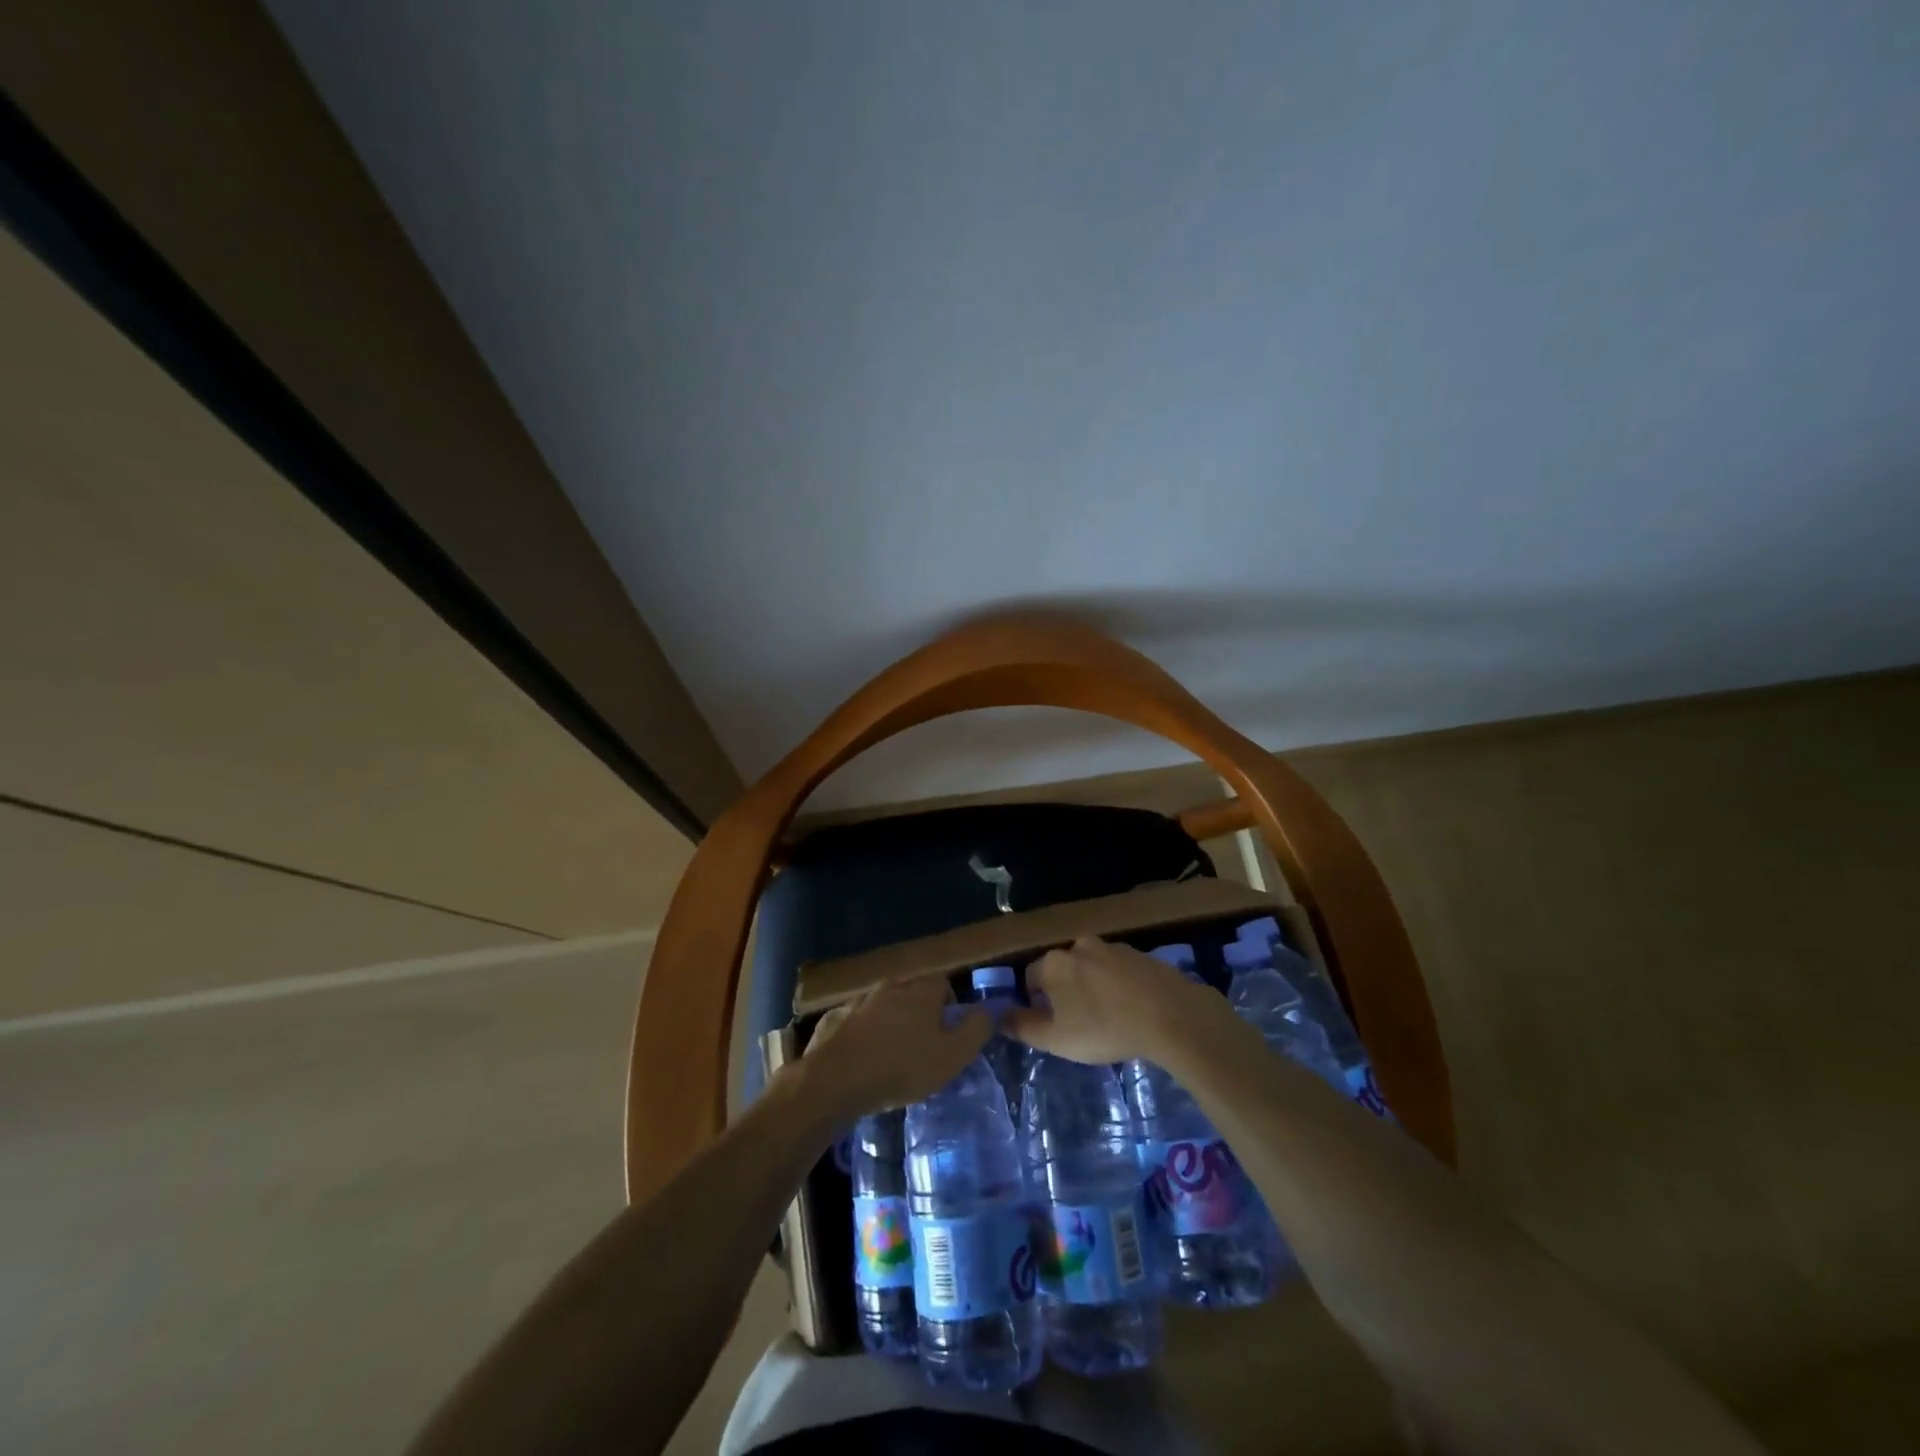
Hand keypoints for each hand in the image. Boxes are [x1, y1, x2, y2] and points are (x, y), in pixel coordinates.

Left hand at [797, 975, 991, 1119]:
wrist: (836, 1079)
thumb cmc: (902, 1067)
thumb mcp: (952, 1055)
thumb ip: (976, 1029)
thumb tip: (989, 1009)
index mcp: (921, 991)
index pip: (943, 984)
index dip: (949, 1006)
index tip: (947, 1033)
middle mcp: (890, 986)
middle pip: (911, 993)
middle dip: (918, 1014)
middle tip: (921, 1046)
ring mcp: (858, 1000)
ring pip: (881, 1006)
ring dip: (888, 1023)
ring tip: (889, 1056)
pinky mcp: (833, 1018)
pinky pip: (854, 1022)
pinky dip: (860, 1035)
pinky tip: (860, 1060)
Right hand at [1003, 937, 1223, 1064]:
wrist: (1170, 1015)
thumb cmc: (1104, 1028)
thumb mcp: (1056, 1039)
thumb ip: (1022, 1027)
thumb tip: (998, 1016)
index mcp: (1053, 962)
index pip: (1030, 977)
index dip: (1035, 1002)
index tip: (1051, 1025)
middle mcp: (1079, 945)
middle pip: (1062, 969)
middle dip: (1065, 992)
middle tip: (1079, 1024)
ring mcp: (1113, 946)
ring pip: (1092, 968)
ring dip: (1093, 987)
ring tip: (1109, 1018)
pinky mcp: (1141, 954)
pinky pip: (1120, 971)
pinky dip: (1119, 986)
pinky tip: (1132, 1010)